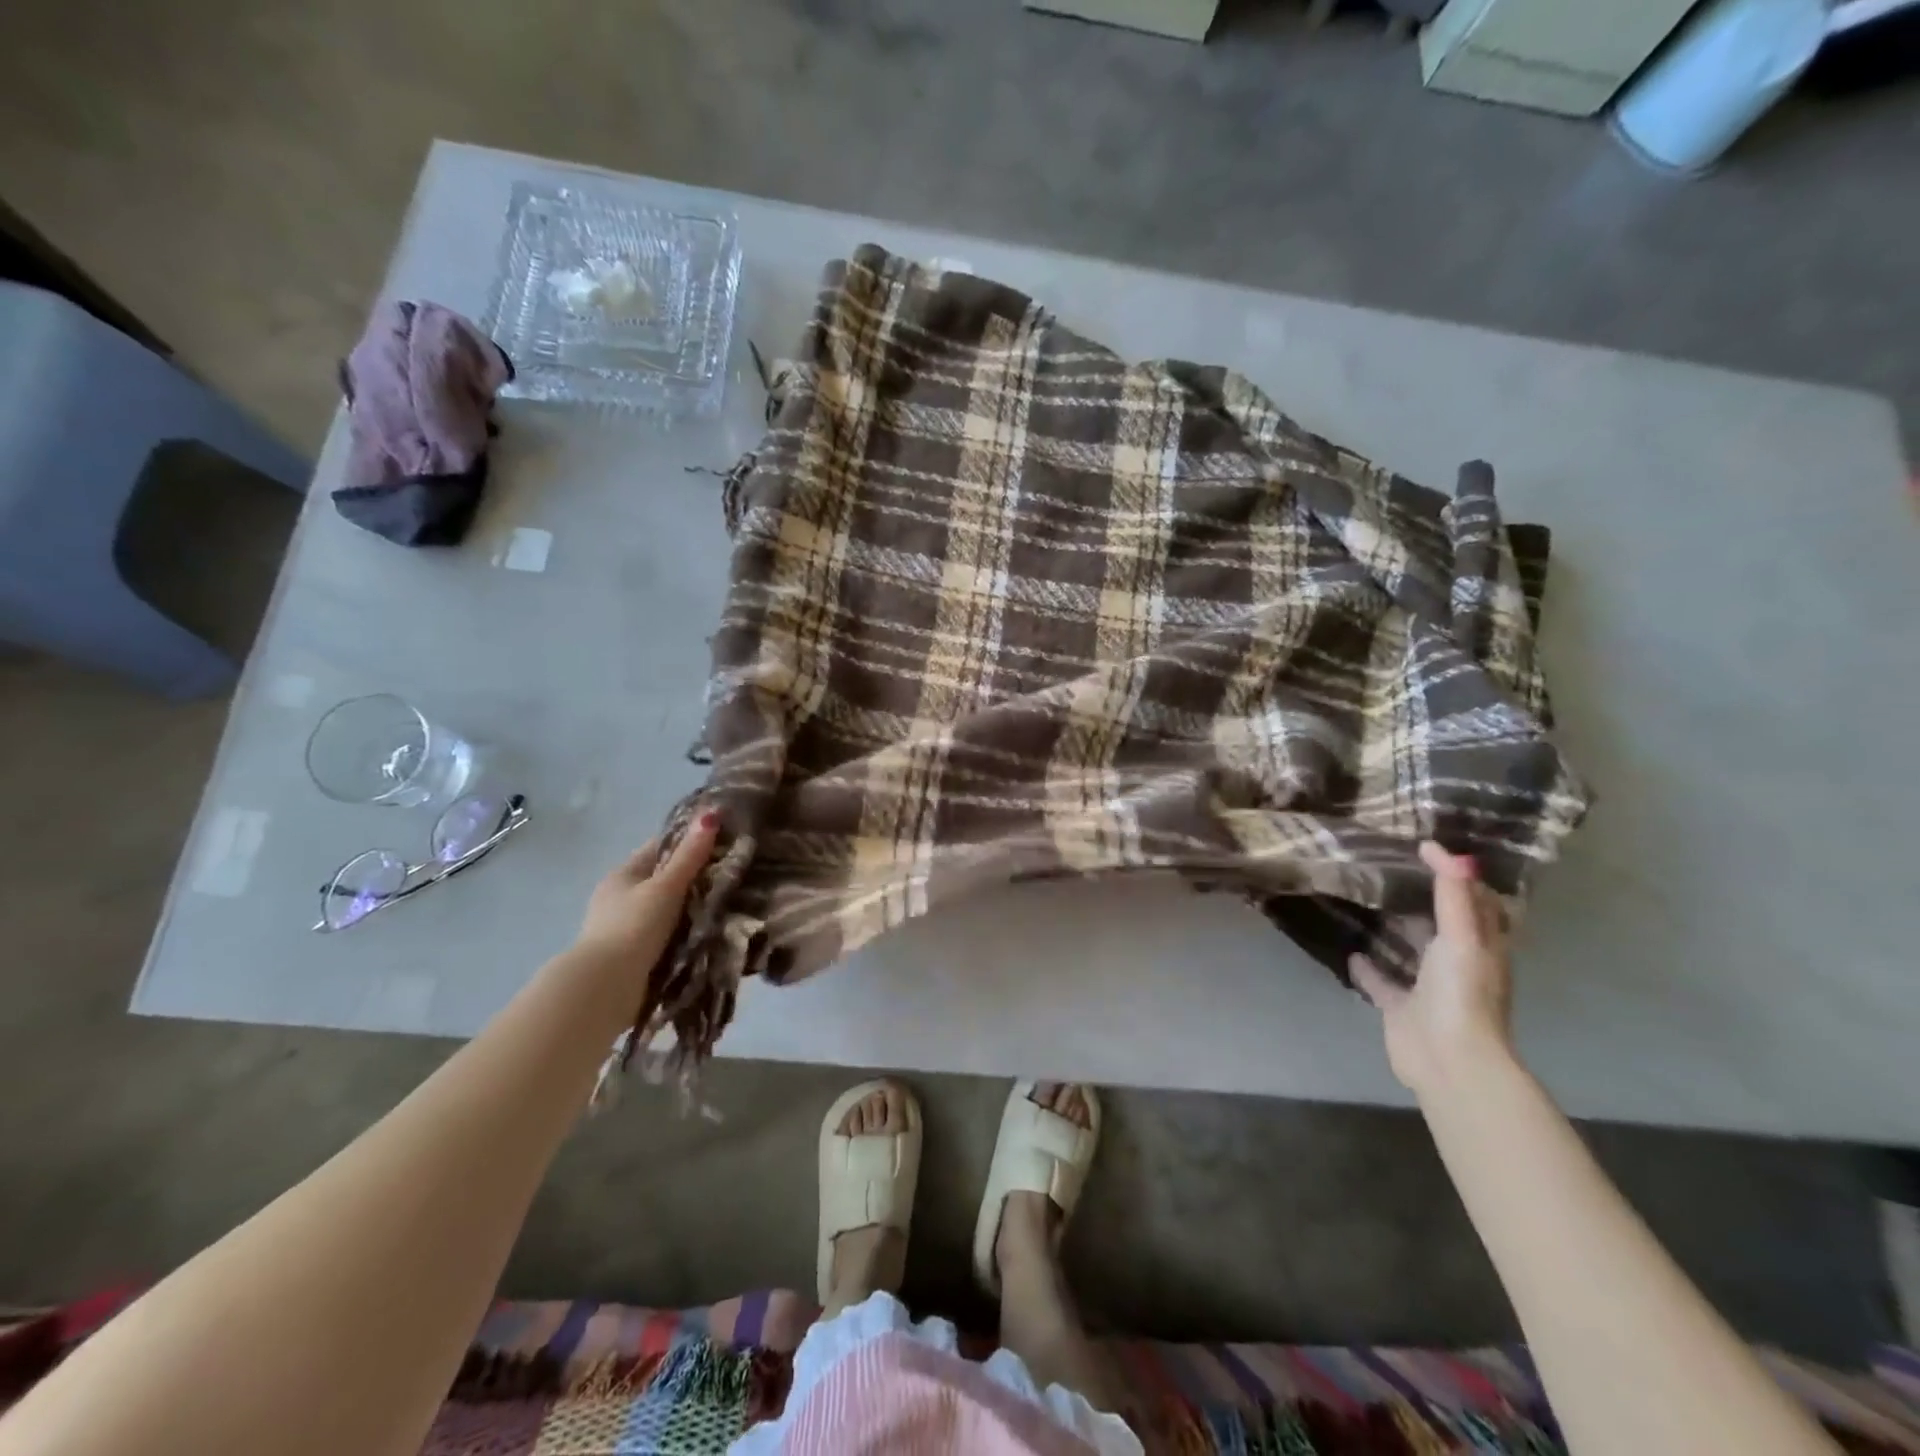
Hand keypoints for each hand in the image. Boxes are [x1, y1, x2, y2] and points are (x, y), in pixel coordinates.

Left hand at [574, 810, 720, 979]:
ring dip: (693, 908)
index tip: (724, 838)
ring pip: (669, 909)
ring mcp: (626, 928)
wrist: (605, 989)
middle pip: (665, 879)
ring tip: (732, 902)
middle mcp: (621, 898)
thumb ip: (690, 855)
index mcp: (623, 874)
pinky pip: (669, 935)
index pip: (660, 847)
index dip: (690, 840)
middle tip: (736, 871)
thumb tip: (711, 813)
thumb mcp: (665, 887)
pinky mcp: (635, 955)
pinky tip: (712, 932)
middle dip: (696, 877)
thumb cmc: (633, 927)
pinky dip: (687, 932)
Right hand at [1350, 841, 1515, 1096]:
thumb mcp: (1461, 935)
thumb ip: (1452, 893)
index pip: (1478, 903)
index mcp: (1482, 946)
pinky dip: (1368, 966)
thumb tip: (1441, 849)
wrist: (1448, 1059)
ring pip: (1412, 951)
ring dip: (1395, 930)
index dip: (1460, 876)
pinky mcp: (1400, 1007)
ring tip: (1367, 901)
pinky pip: (1383, 981)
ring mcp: (1429, 987)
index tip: (1428, 849)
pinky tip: (1349, 949)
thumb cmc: (1462, 992)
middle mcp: (1458, 963)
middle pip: (1443, 924)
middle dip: (1424, 899)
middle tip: (1390, 868)